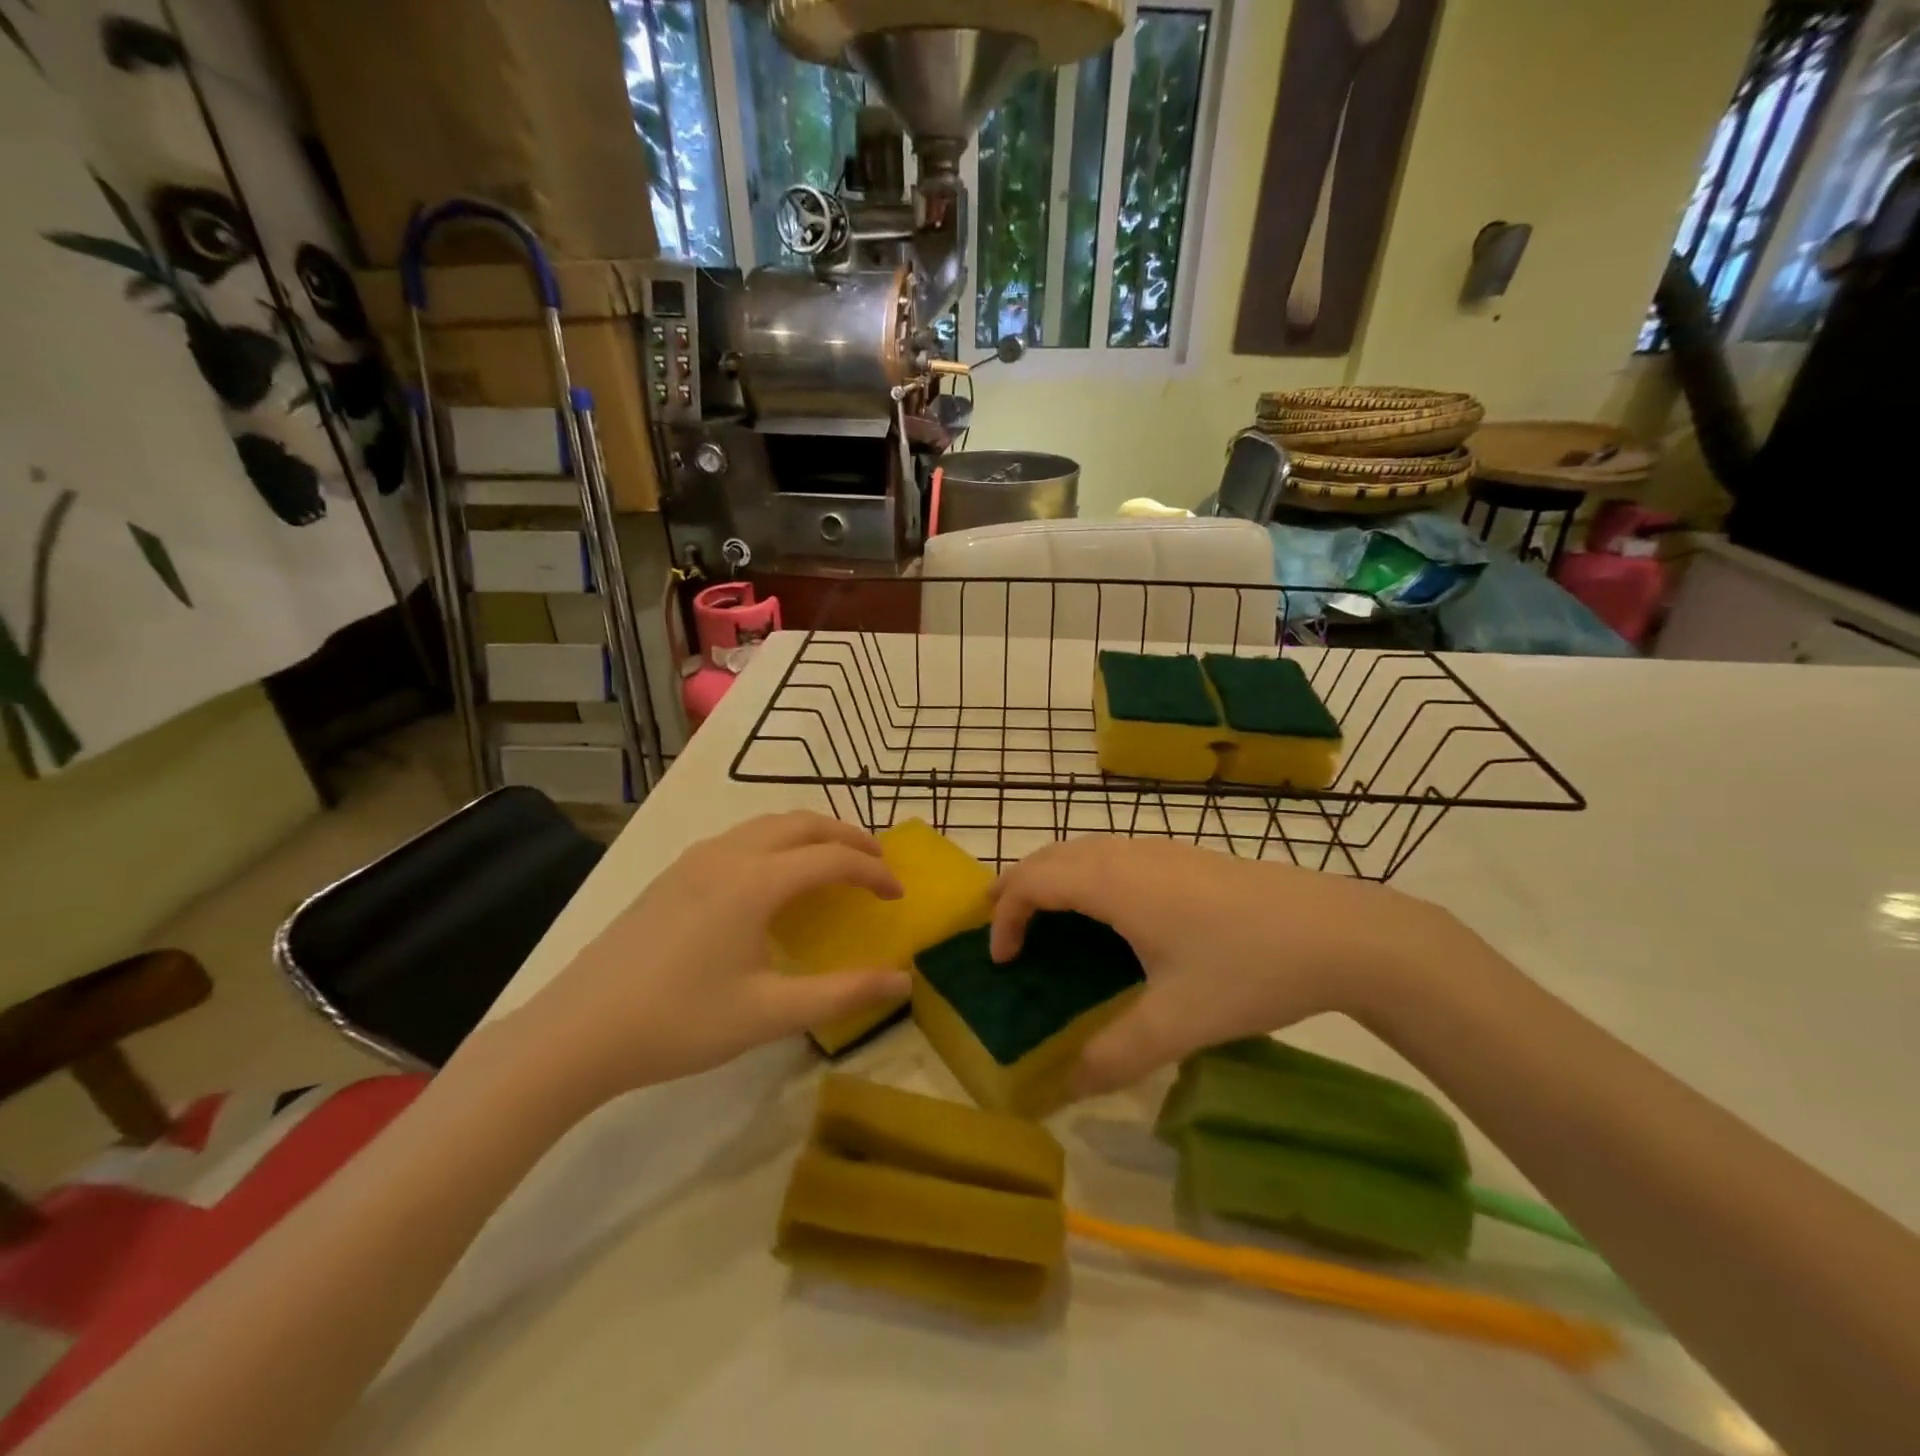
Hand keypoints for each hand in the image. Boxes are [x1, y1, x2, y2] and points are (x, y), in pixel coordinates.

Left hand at [509, 813, 909, 1107]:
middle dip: (847, 837)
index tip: (898, 895)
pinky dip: (777, 843)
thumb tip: (903, 979)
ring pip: (768, 825)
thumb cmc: (679, 1022)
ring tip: (833, 864)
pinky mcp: (673, 873)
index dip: (874, 871)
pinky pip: (740, 838)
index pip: (833, 859)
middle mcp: (728, 855)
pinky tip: (773, 881)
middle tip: (877, 863)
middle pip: (802, 823)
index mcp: (755, 882)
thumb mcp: (769, 1014)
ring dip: (810, 835)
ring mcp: (695, 860)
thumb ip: (843, 993)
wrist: (577, 1031)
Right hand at [990, 838, 1451, 1094]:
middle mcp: (1128, 855)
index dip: (1006, 916)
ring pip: (1084, 849)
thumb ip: (1115, 1057)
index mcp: (1114, 884)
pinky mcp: (1186, 857)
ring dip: (1052, 876)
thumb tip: (1066, 1087)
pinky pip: (1112, 854)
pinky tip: (1109, 913)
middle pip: (1051, 855)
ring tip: (1043, 916)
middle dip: (1017, 885)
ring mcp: (1160, 850)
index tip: (1002, 961)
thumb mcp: (1178, 1023)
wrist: (1338, 931)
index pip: (1034, 882)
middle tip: (1000, 927)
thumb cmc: (1248, 969)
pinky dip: (1084, 875)